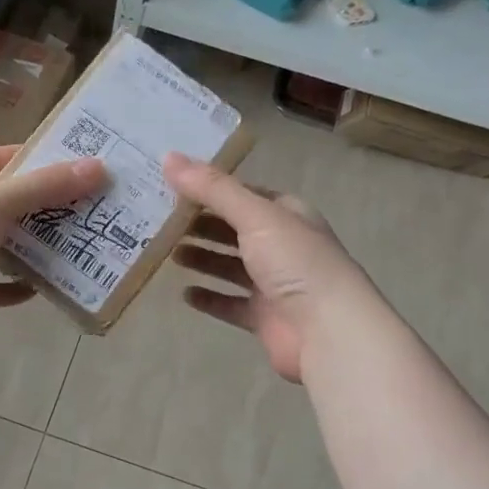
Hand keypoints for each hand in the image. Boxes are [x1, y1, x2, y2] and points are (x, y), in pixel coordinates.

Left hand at [0, 144, 104, 345]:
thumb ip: (47, 186)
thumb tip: (99, 167)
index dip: (33, 160)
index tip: (74, 167)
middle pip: (4, 203)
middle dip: (41, 208)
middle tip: (87, 209)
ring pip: (0, 245)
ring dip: (30, 248)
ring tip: (74, 246)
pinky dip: (12, 288)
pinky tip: (39, 288)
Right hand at [165, 152, 379, 382]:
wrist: (328, 330)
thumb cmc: (295, 262)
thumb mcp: (255, 215)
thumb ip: (212, 188)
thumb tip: (168, 157)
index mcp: (287, 214)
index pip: (242, 194)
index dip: (209, 189)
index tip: (171, 187)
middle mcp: (282, 245)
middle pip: (233, 230)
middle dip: (200, 224)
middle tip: (160, 221)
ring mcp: (274, 283)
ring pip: (230, 266)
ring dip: (202, 258)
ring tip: (168, 254)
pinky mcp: (265, 317)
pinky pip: (230, 303)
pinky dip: (209, 297)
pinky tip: (184, 293)